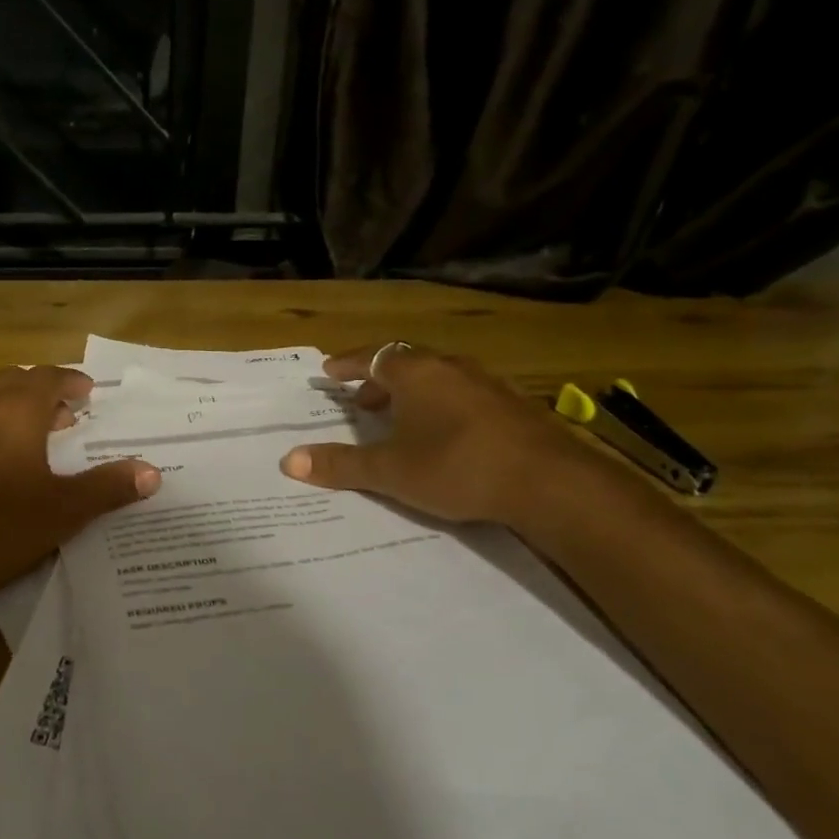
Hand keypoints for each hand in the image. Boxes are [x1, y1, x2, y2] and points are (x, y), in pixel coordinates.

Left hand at [0, 365, 159, 606]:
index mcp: (18, 409)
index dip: (71, 382)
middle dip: (38, 391)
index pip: (50, 377)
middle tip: (58, 418)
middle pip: (13, 379)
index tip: (86, 394)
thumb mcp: (64, 511)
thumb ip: (108, 486)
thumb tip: (153, 472)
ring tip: (10, 422)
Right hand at [279, 343, 598, 527]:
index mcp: (416, 374)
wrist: (550, 482)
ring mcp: (488, 384)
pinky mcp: (515, 406)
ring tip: (401, 420)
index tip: (330, 372)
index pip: (373, 356)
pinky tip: (446, 435)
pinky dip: (444, 406)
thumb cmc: (457, 466)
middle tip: (362, 402)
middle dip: (379, 381)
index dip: (349, 365)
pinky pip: (465, 395)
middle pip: (407, 362)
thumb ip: (340, 465)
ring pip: (439, 378)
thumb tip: (288, 461)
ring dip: (413, 394)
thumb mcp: (390, 472)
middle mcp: (451, 368)